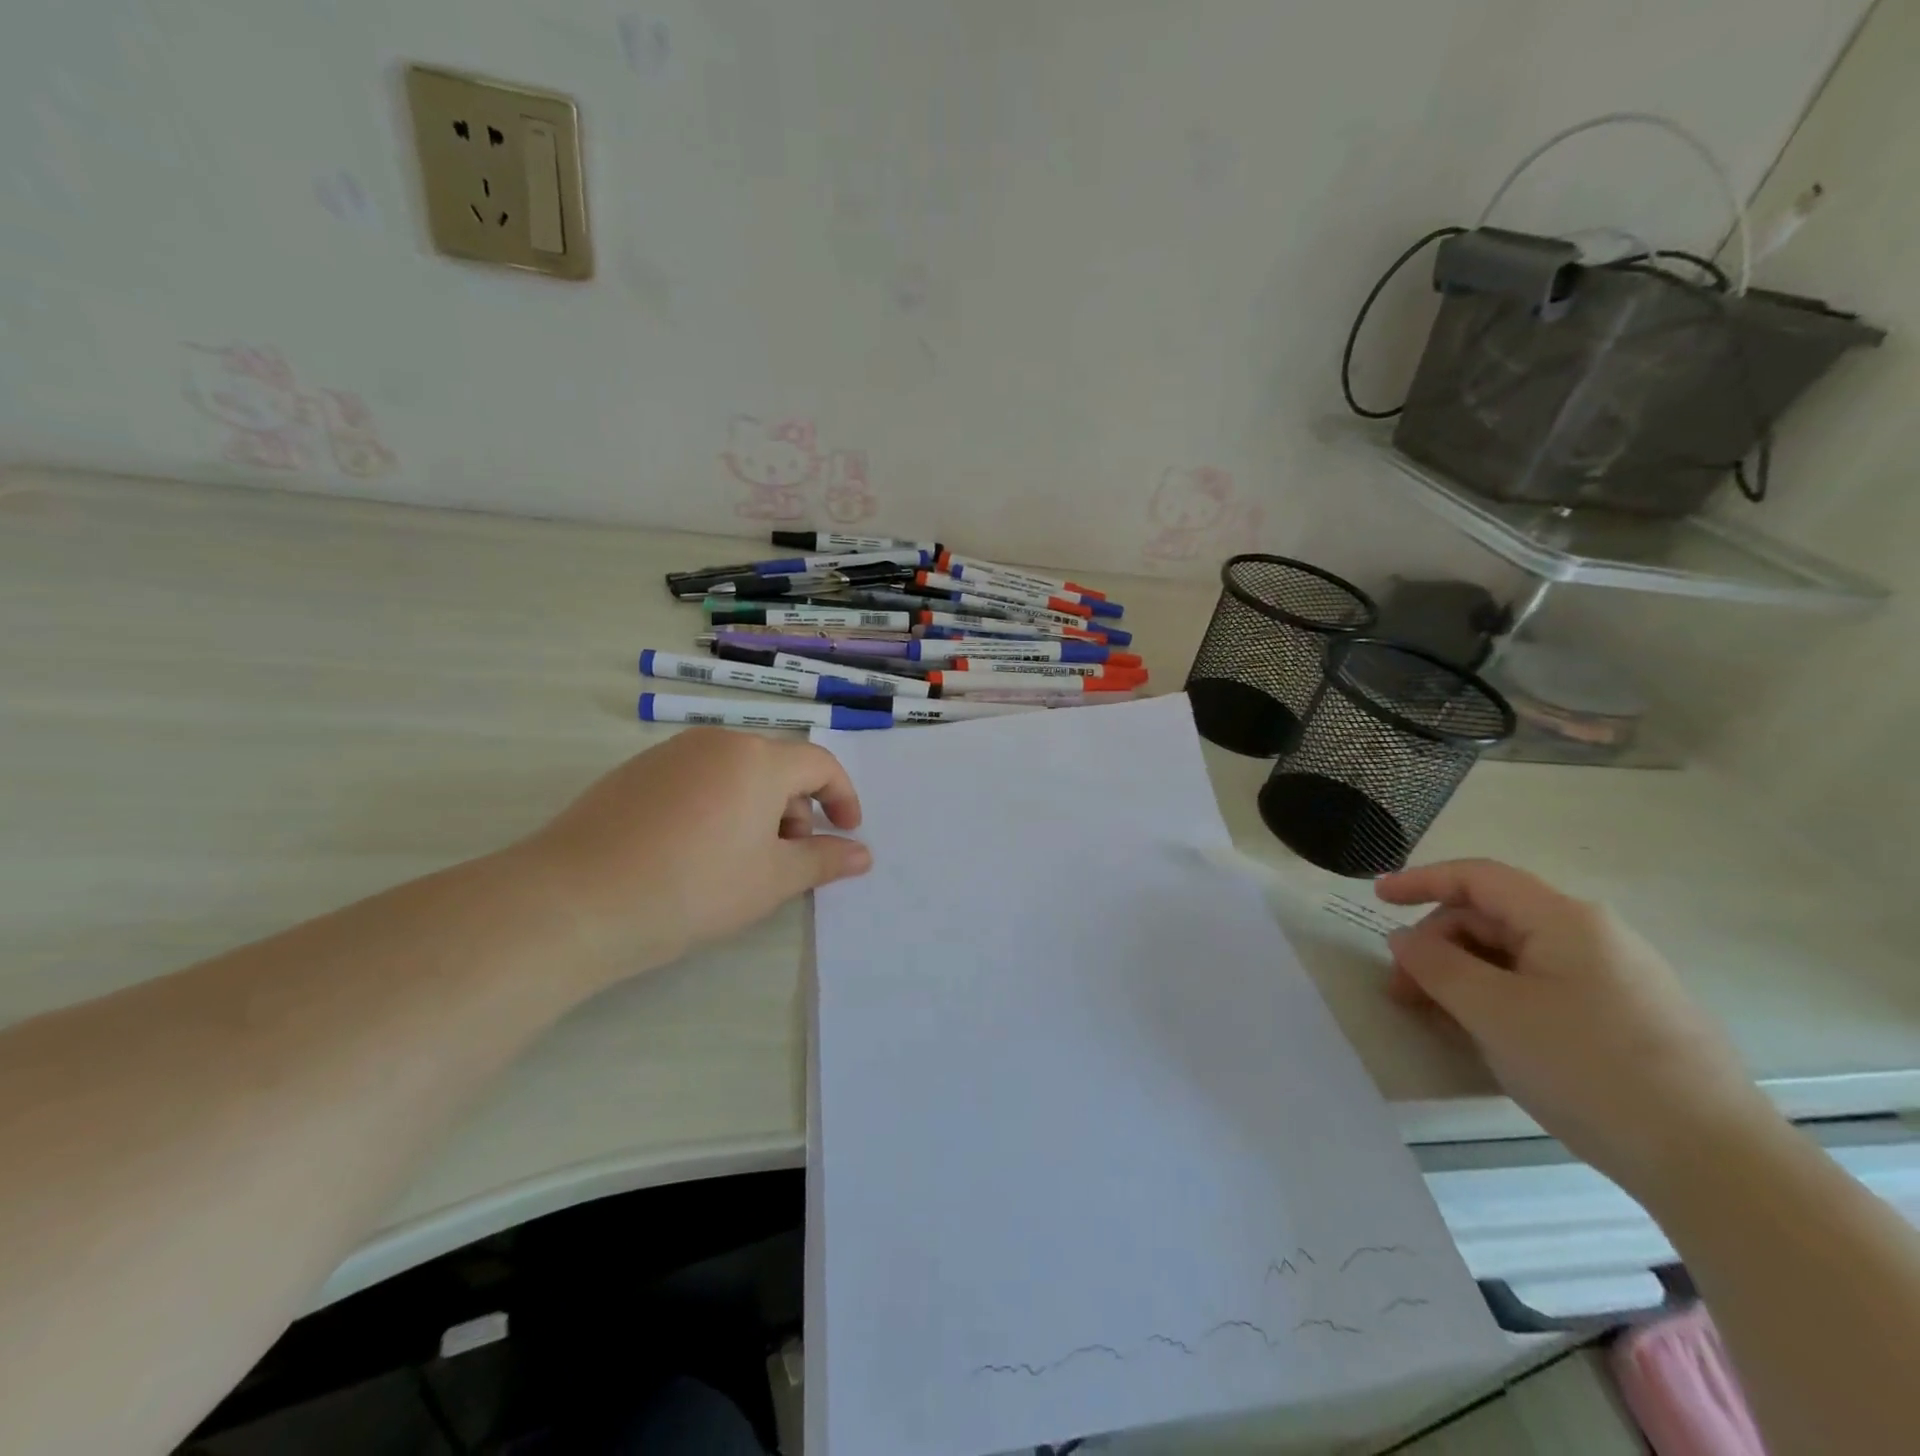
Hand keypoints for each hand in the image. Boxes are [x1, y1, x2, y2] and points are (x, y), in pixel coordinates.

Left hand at [506, 728, 870, 985]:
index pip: (819, 764)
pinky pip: (696, 779)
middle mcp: (716, 742)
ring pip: (735, 772)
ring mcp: (670, 754)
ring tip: (740, 860)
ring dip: (756, 808)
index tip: (845, 833)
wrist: (575, 901)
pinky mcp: (634, 773)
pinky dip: (716, 806)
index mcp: (757, 759)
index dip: (842, 797)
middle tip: (787, 858)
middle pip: (776, 766)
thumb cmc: (693, 888)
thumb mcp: (771, 881)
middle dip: (796, 808)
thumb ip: (823, 861)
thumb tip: (863, 854)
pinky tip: (692, 853)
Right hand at [1377, 859, 1771, 1195]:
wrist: (1718, 1165)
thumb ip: (1435, 966)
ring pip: (1516, 956)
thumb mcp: (1492, 1012)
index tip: (1376, 898)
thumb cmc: (1589, 1068)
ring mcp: (1617, 978)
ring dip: (1465, 976)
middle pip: (1492, 918)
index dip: (1420, 881)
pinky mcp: (1628, 1018)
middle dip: (1438, 945)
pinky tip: (1487, 1035)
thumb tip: (1403, 940)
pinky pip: (1543, 987)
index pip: (1478, 878)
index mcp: (1564, 920)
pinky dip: (1500, 998)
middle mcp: (1594, 936)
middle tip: (1403, 990)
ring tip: (1438, 1017)